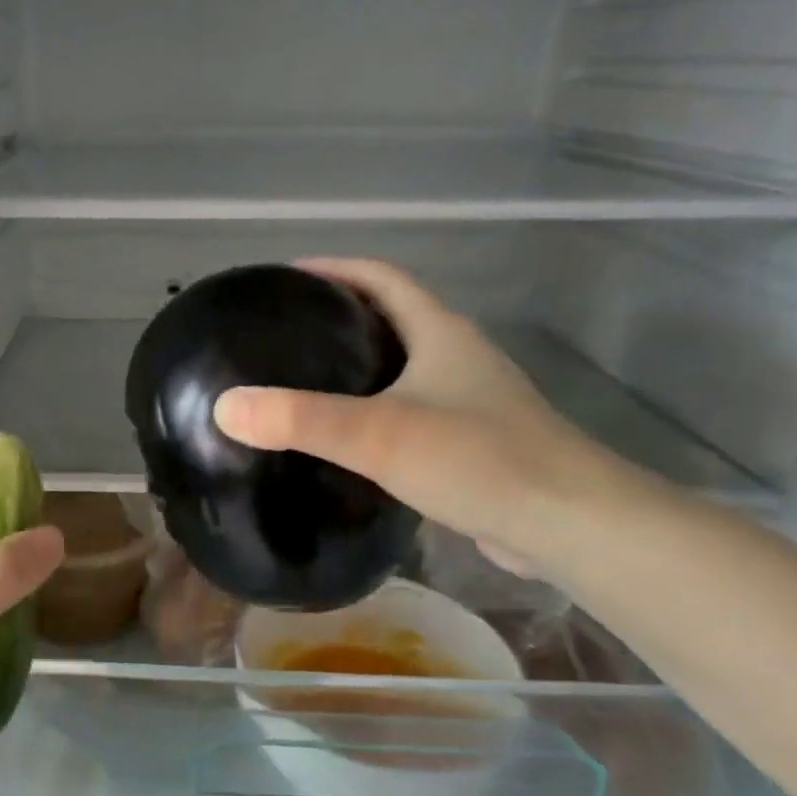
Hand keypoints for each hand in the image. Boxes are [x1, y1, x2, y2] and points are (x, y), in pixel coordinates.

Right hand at [212, 258, 628, 574]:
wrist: (571, 526)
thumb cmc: (479, 460)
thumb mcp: (380, 434)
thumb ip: (301, 419)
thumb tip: (225, 407)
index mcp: (441, 333)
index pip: (382, 277)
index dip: (335, 268)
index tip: (286, 278)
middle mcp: (458, 356)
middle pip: (393, 317)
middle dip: (340, 316)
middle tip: (285, 334)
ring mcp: (471, 401)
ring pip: (404, 367)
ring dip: (360, 365)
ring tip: (304, 382)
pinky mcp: (474, 443)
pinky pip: (413, 411)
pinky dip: (376, 411)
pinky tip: (348, 441)